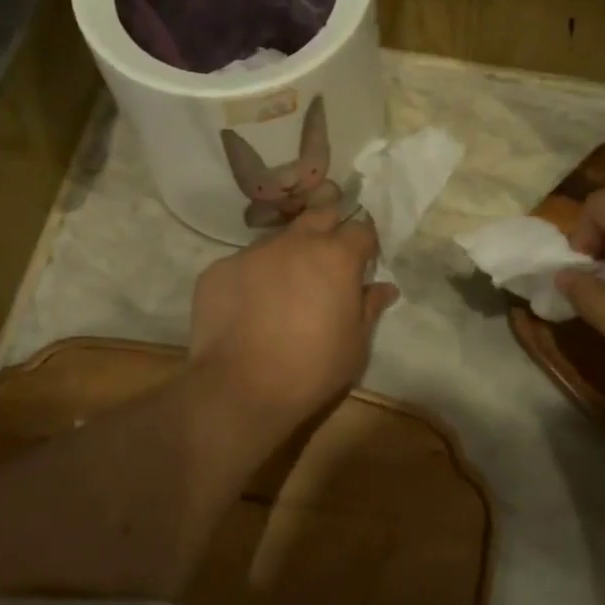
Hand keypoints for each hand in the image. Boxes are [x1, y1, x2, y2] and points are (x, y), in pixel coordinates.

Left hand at [189, 206, 398, 436]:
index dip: (364, 243)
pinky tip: (248, 309)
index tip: (362, 261)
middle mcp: (295, 243)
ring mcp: (253, 253)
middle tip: (328, 259)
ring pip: (278, 241)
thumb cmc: (312, 368)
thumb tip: (385, 288)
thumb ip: (369, 308)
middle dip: (328, 229)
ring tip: (283, 290)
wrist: (241, 389)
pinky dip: (252, 279)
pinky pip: (243, 265)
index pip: (360, 229)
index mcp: (336, 257)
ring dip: (287, 256)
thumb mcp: (356, 344)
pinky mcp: (219, 269)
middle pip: (318, 216)